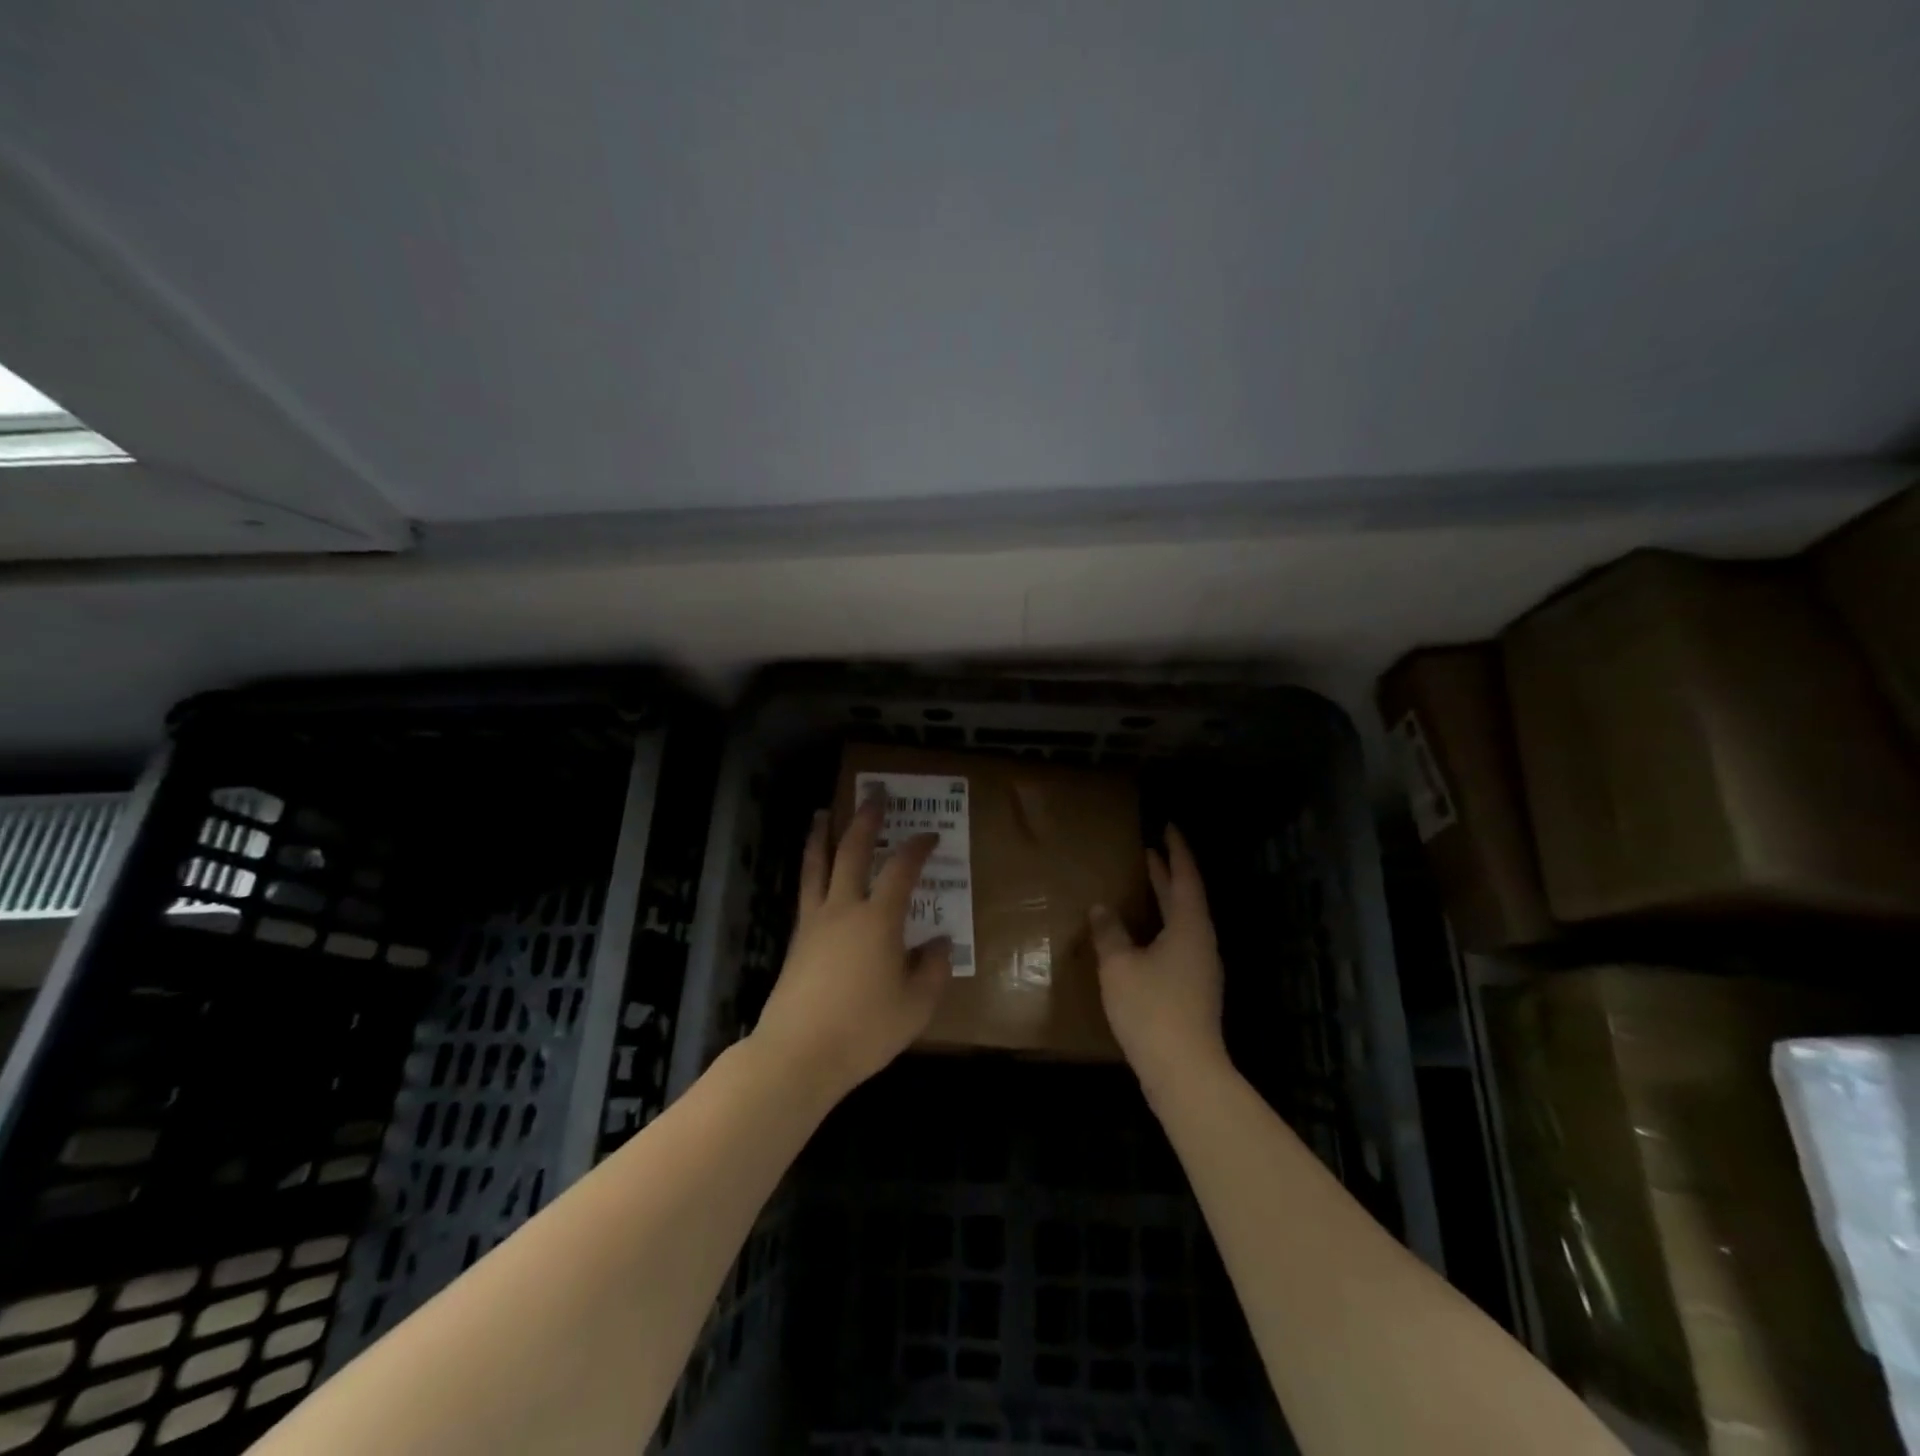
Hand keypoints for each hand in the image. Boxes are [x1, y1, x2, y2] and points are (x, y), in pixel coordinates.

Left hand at [751, 793, 952, 1102]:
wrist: (799, 1054)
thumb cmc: (865, 1030)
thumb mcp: (916, 1006)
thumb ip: (933, 970)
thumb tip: (940, 942)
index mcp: (879, 920)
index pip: (902, 870)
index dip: (918, 847)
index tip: (929, 835)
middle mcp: (844, 909)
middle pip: (853, 852)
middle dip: (865, 820)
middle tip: (872, 795)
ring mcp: (814, 922)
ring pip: (817, 866)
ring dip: (822, 835)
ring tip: (822, 813)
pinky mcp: (796, 940)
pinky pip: (805, 891)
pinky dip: (810, 869)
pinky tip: (812, 871)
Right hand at [1089, 825, 1227, 1094]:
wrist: (1184, 1071)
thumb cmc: (1151, 1008)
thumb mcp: (1119, 965)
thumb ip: (1109, 932)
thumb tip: (1102, 909)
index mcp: (1188, 927)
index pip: (1185, 878)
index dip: (1176, 852)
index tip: (1169, 828)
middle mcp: (1200, 942)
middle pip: (1186, 899)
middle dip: (1168, 874)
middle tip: (1150, 852)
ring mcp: (1200, 969)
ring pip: (1182, 923)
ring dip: (1165, 901)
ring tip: (1145, 887)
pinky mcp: (1194, 990)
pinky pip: (1178, 943)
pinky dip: (1162, 926)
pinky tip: (1143, 937)